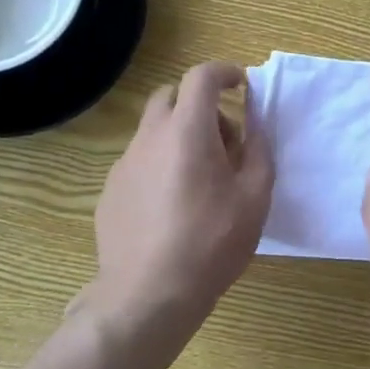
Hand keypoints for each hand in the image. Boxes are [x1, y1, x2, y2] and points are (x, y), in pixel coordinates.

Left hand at [83, 62, 273, 340]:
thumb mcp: (254, 197)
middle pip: (171, 95)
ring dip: (179, 136)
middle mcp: (150, 136)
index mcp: (187, 130)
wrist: (147, 296)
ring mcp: (125, 163)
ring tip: (201, 180)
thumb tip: (255, 120)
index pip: (201, 76)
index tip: (241, 85)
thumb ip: (259, 149)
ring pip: (153, 130)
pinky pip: (140, 160)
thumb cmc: (210, 243)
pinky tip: (172, 206)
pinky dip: (160, 164)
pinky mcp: (110, 190)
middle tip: (223, 140)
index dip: (224, 72)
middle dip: (199, 104)